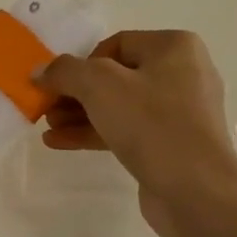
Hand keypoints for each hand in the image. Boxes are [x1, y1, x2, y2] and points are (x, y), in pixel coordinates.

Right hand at [34, 31, 236, 236]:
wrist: (196, 192)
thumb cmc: (151, 124)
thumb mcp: (99, 86)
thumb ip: (65, 71)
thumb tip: (40, 71)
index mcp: (175, 47)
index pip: (115, 44)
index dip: (80, 63)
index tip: (56, 86)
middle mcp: (183, 73)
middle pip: (116, 76)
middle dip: (76, 93)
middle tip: (46, 109)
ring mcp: (181, 112)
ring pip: (120, 106)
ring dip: (81, 114)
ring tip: (48, 127)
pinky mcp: (173, 144)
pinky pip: (129, 130)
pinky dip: (96, 133)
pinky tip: (62, 142)